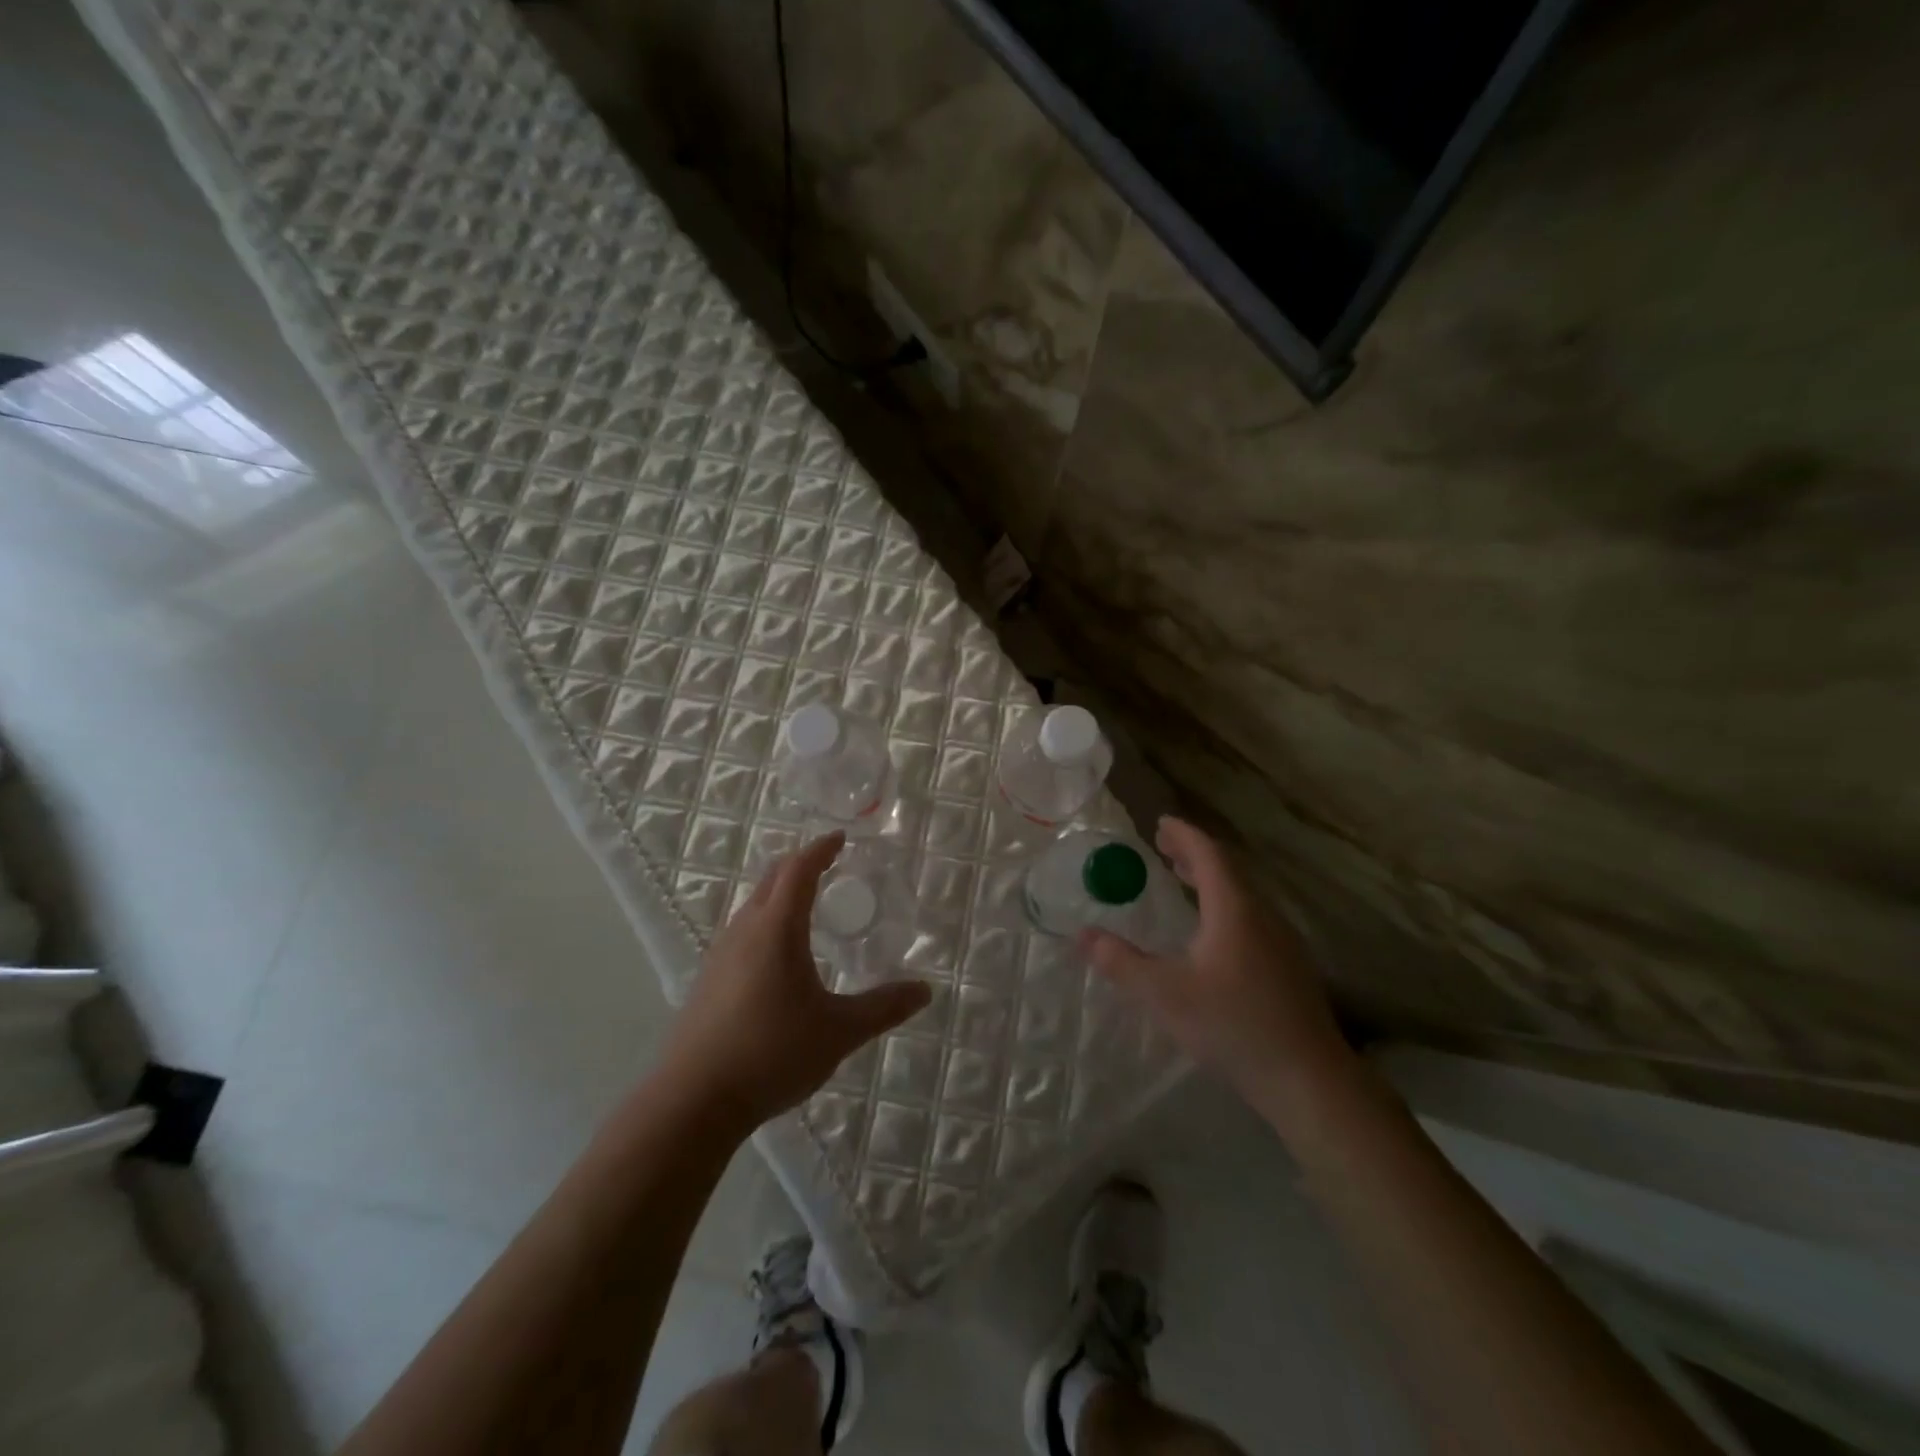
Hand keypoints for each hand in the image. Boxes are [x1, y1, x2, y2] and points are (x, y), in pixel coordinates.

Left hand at [659, 832, 930, 1134]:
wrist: (691, 1101)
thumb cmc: (771, 1053)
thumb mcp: (838, 1031)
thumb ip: (883, 1007)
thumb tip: (925, 990)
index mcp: (777, 929)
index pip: (799, 870)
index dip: (820, 849)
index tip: (840, 838)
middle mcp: (744, 931)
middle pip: (772, 880)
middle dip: (800, 864)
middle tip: (828, 866)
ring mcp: (720, 955)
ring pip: (753, 906)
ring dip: (780, 894)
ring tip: (807, 908)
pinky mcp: (707, 980)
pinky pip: (742, 932)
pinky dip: (766, 922)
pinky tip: (778, 957)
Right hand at [1080, 817, 1355, 1120]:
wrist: (1307, 1079)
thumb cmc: (1232, 1025)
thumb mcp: (1164, 994)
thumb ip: (1121, 962)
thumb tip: (1083, 935)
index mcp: (1234, 909)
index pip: (1208, 854)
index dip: (1183, 835)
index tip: (1160, 822)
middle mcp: (1262, 915)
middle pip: (1228, 870)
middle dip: (1194, 854)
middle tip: (1164, 847)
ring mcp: (1281, 941)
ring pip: (1242, 895)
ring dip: (1210, 880)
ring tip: (1183, 880)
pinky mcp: (1288, 967)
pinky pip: (1251, 917)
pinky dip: (1224, 905)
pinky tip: (1212, 933)